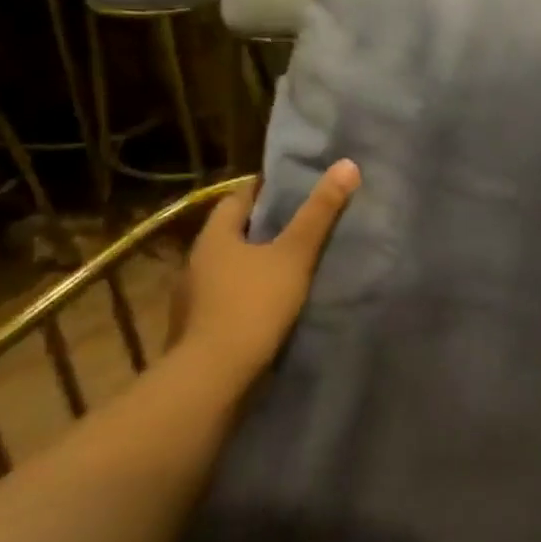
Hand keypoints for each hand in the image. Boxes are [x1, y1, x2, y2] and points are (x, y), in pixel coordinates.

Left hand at [172, 162, 361, 374]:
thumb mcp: (294, 255)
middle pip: (233, 234)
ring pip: (230, 269)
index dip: (264, 190)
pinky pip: (229, 299)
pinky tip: (273, 304)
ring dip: (256, 265)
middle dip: (264, 228)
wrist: (214, 377)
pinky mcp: (200, 329)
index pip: (237, 199)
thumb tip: (347, 164)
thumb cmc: (253, 304)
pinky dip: (250, 295)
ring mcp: (194, 299)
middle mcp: (197, 262)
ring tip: (293, 266)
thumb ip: (320, 213)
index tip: (294, 187)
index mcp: (214, 238)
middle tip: (303, 224)